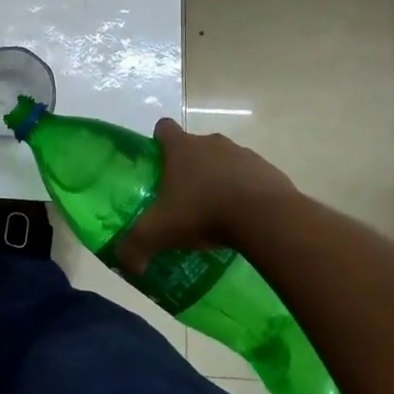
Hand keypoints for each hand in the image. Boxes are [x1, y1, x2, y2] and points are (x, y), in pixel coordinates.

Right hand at [116, 118, 296, 274]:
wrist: (266, 217)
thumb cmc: (204, 212)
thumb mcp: (159, 232)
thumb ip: (135, 246)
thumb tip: (125, 265)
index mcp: (181, 148)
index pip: (164, 128)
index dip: (159, 141)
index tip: (158, 163)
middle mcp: (211, 143)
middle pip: (195, 146)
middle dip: (190, 167)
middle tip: (184, 198)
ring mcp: (243, 154)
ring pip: (225, 161)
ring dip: (220, 179)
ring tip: (217, 212)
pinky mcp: (269, 171)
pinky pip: (251, 178)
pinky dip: (246, 192)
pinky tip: (245, 218)